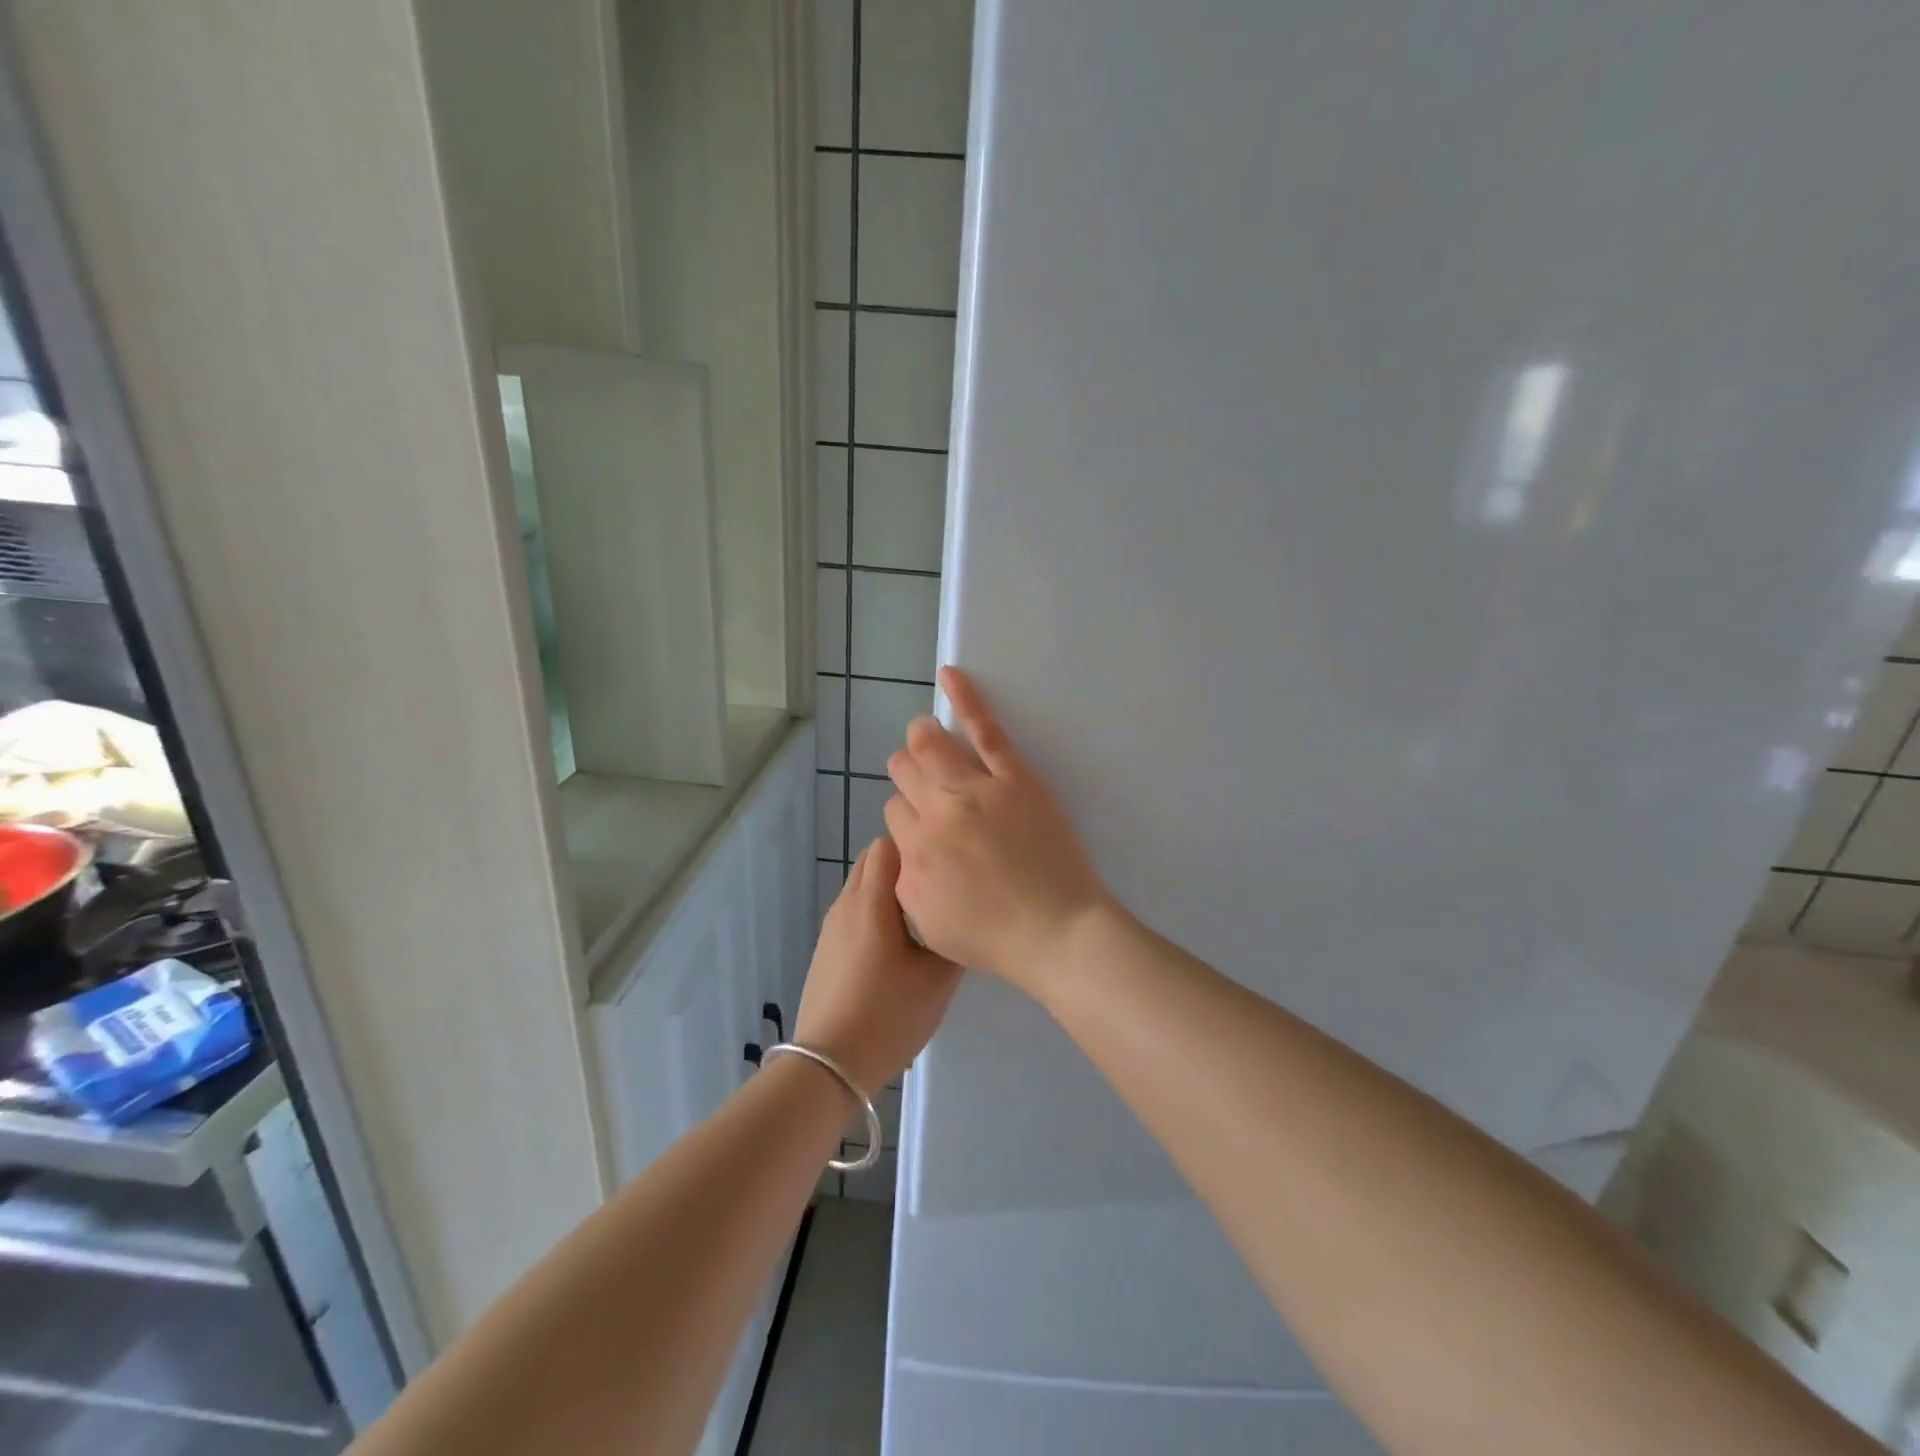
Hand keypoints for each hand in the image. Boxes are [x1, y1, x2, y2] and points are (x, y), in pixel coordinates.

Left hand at [794, 836, 960, 1094]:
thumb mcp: (938, 979)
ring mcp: (832, 927)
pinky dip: (876, 913)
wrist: (829, 1065)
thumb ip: (954, 937)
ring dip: (890, 892)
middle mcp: (845, 904)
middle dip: (905, 866)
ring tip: (922, 920)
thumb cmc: (888, 1016)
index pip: (888, 844)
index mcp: (871, 901)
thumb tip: (963, 915)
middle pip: (873, 861)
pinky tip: (897, 948)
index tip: (944, 866)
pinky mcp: (826, 949)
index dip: (917, 848)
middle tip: (938, 891)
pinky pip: (855, 913)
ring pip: (863, 887)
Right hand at [884, 667, 1114, 992]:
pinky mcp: (1014, 778)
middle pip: (905, 772)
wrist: (1057, 933)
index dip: (908, 815)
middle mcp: (936, 815)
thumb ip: (907, 881)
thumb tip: (905, 848)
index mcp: (914, 854)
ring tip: (926, 735)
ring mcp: (976, 791)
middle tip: (926, 783)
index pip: (894, 811)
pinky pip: (984, 729)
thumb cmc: (996, 938)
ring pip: (929, 746)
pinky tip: (950, 675)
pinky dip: (965, 698)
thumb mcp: (930, 923)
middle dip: (908, 772)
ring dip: (921, 738)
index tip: (927, 824)